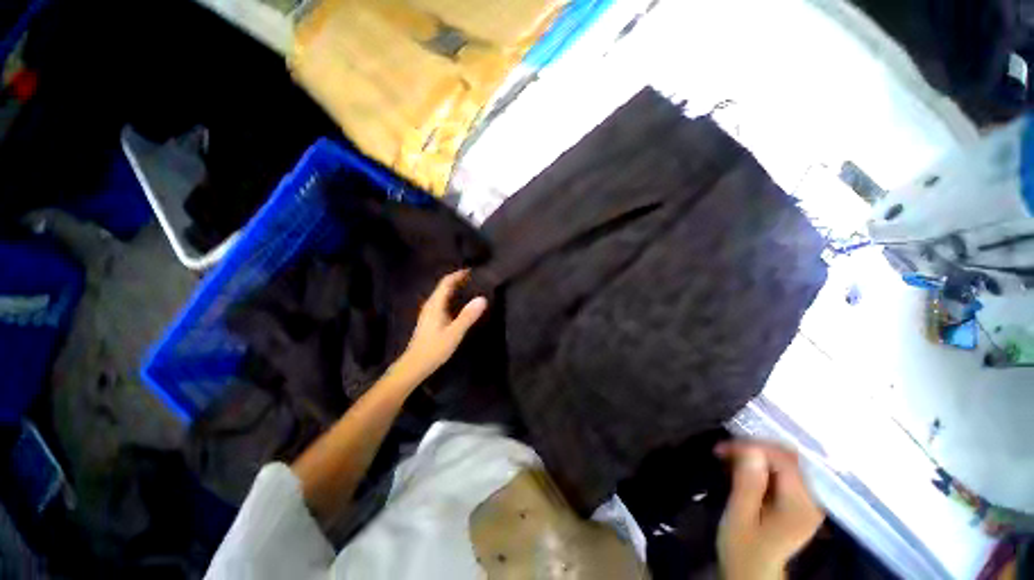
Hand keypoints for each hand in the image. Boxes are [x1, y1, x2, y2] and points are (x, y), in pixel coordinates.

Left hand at [395, 270, 486, 384]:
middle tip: (475, 278)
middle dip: (458, 280)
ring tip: (470, 288)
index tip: (472, 270)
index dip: (458, 274)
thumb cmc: (434, 348)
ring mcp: (429, 312)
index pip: (446, 282)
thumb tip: (482, 299)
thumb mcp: (454, 332)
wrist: (414, 365)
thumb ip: (468, 316)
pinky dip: (452, 298)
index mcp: (435, 304)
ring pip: (442, 294)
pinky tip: (460, 304)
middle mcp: (430, 305)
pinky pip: (442, 302)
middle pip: (444, 286)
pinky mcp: (430, 320)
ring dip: (455, 289)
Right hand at [715, 441, 824, 579]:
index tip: (723, 448)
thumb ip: (748, 484)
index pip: (783, 459)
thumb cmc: (743, 548)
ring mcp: (806, 500)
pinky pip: (781, 471)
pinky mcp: (797, 501)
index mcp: (800, 505)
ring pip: (783, 461)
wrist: (753, 572)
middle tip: (724, 451)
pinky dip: (759, 465)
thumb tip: (750, 449)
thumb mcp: (740, 517)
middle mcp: (811, 499)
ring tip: (728, 458)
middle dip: (754, 448)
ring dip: (754, 455)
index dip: (753, 447)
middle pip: (787, 457)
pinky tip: (740, 469)